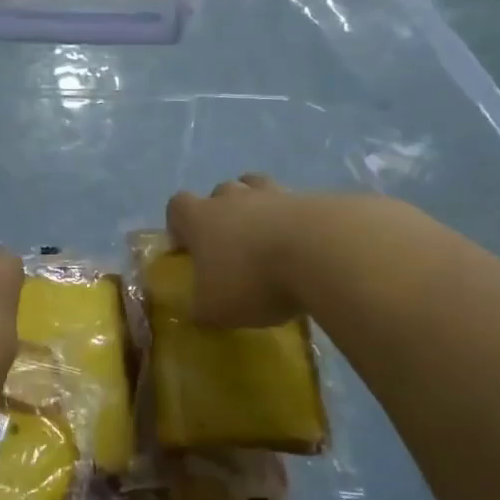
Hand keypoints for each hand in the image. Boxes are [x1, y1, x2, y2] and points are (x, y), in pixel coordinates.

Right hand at [165, 174, 303, 328]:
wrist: (321, 253)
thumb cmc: (253, 279)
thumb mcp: (215, 309)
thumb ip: (200, 308)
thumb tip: (198, 310)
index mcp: (200, 217)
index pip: (177, 205)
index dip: (179, 224)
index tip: (187, 247)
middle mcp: (233, 198)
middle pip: (220, 192)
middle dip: (223, 214)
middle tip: (233, 247)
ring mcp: (274, 194)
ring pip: (258, 189)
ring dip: (260, 210)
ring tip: (270, 241)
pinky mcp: (312, 199)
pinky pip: (296, 205)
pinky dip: (296, 222)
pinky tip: (306, 249)